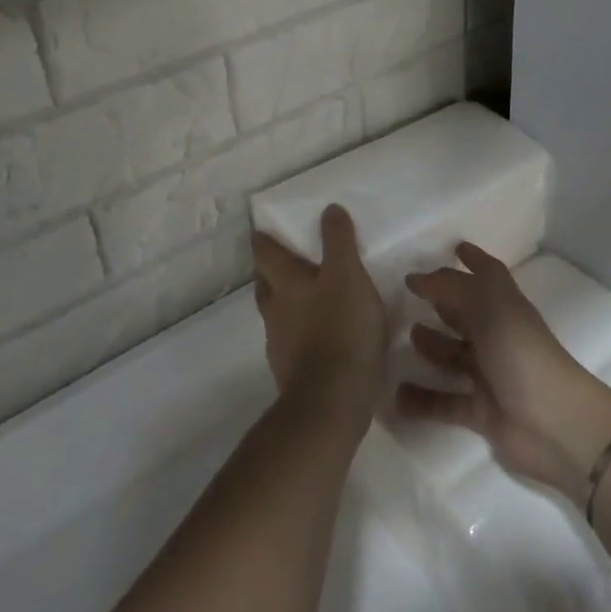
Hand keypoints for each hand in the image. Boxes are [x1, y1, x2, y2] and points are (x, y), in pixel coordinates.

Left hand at [252, 205, 389, 428]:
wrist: (333, 401)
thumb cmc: (342, 329)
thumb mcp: (348, 276)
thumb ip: (339, 242)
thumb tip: (329, 209)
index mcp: (286, 284)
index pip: (265, 253)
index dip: (263, 240)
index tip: (262, 231)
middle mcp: (275, 310)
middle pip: (264, 283)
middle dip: (270, 270)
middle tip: (284, 260)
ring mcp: (280, 343)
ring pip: (275, 313)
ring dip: (284, 302)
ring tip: (306, 297)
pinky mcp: (291, 371)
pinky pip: (290, 341)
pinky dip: (299, 331)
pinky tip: (319, 335)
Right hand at [396, 243, 610, 498]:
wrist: (554, 424)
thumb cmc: (521, 352)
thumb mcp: (486, 306)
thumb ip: (450, 287)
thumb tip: (416, 277)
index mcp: (504, 306)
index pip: (488, 275)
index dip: (474, 259)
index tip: (454, 248)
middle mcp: (498, 336)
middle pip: (468, 314)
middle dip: (444, 303)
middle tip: (412, 296)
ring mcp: (490, 374)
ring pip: (454, 355)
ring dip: (432, 347)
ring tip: (404, 338)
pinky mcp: (482, 412)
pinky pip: (445, 402)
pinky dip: (423, 400)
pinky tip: (397, 396)